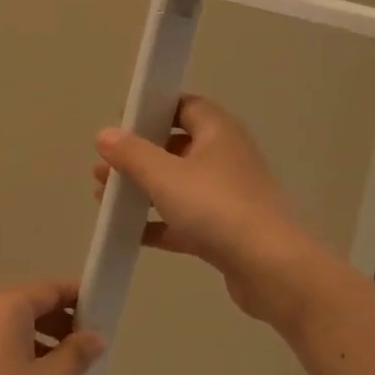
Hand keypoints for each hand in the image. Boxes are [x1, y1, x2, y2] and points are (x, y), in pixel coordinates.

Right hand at [92, 95, 326, 328]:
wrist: (270, 268)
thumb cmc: (216, 208)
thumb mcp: (165, 176)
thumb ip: (132, 154)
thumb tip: (104, 134)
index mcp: (218, 131)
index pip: (184, 106)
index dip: (152, 110)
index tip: (121, 124)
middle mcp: (226, 157)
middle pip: (177, 147)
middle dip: (139, 156)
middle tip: (104, 168)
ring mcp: (228, 196)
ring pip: (179, 185)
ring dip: (144, 190)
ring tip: (104, 199)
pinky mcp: (226, 231)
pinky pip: (185, 219)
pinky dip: (159, 223)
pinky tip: (128, 234)